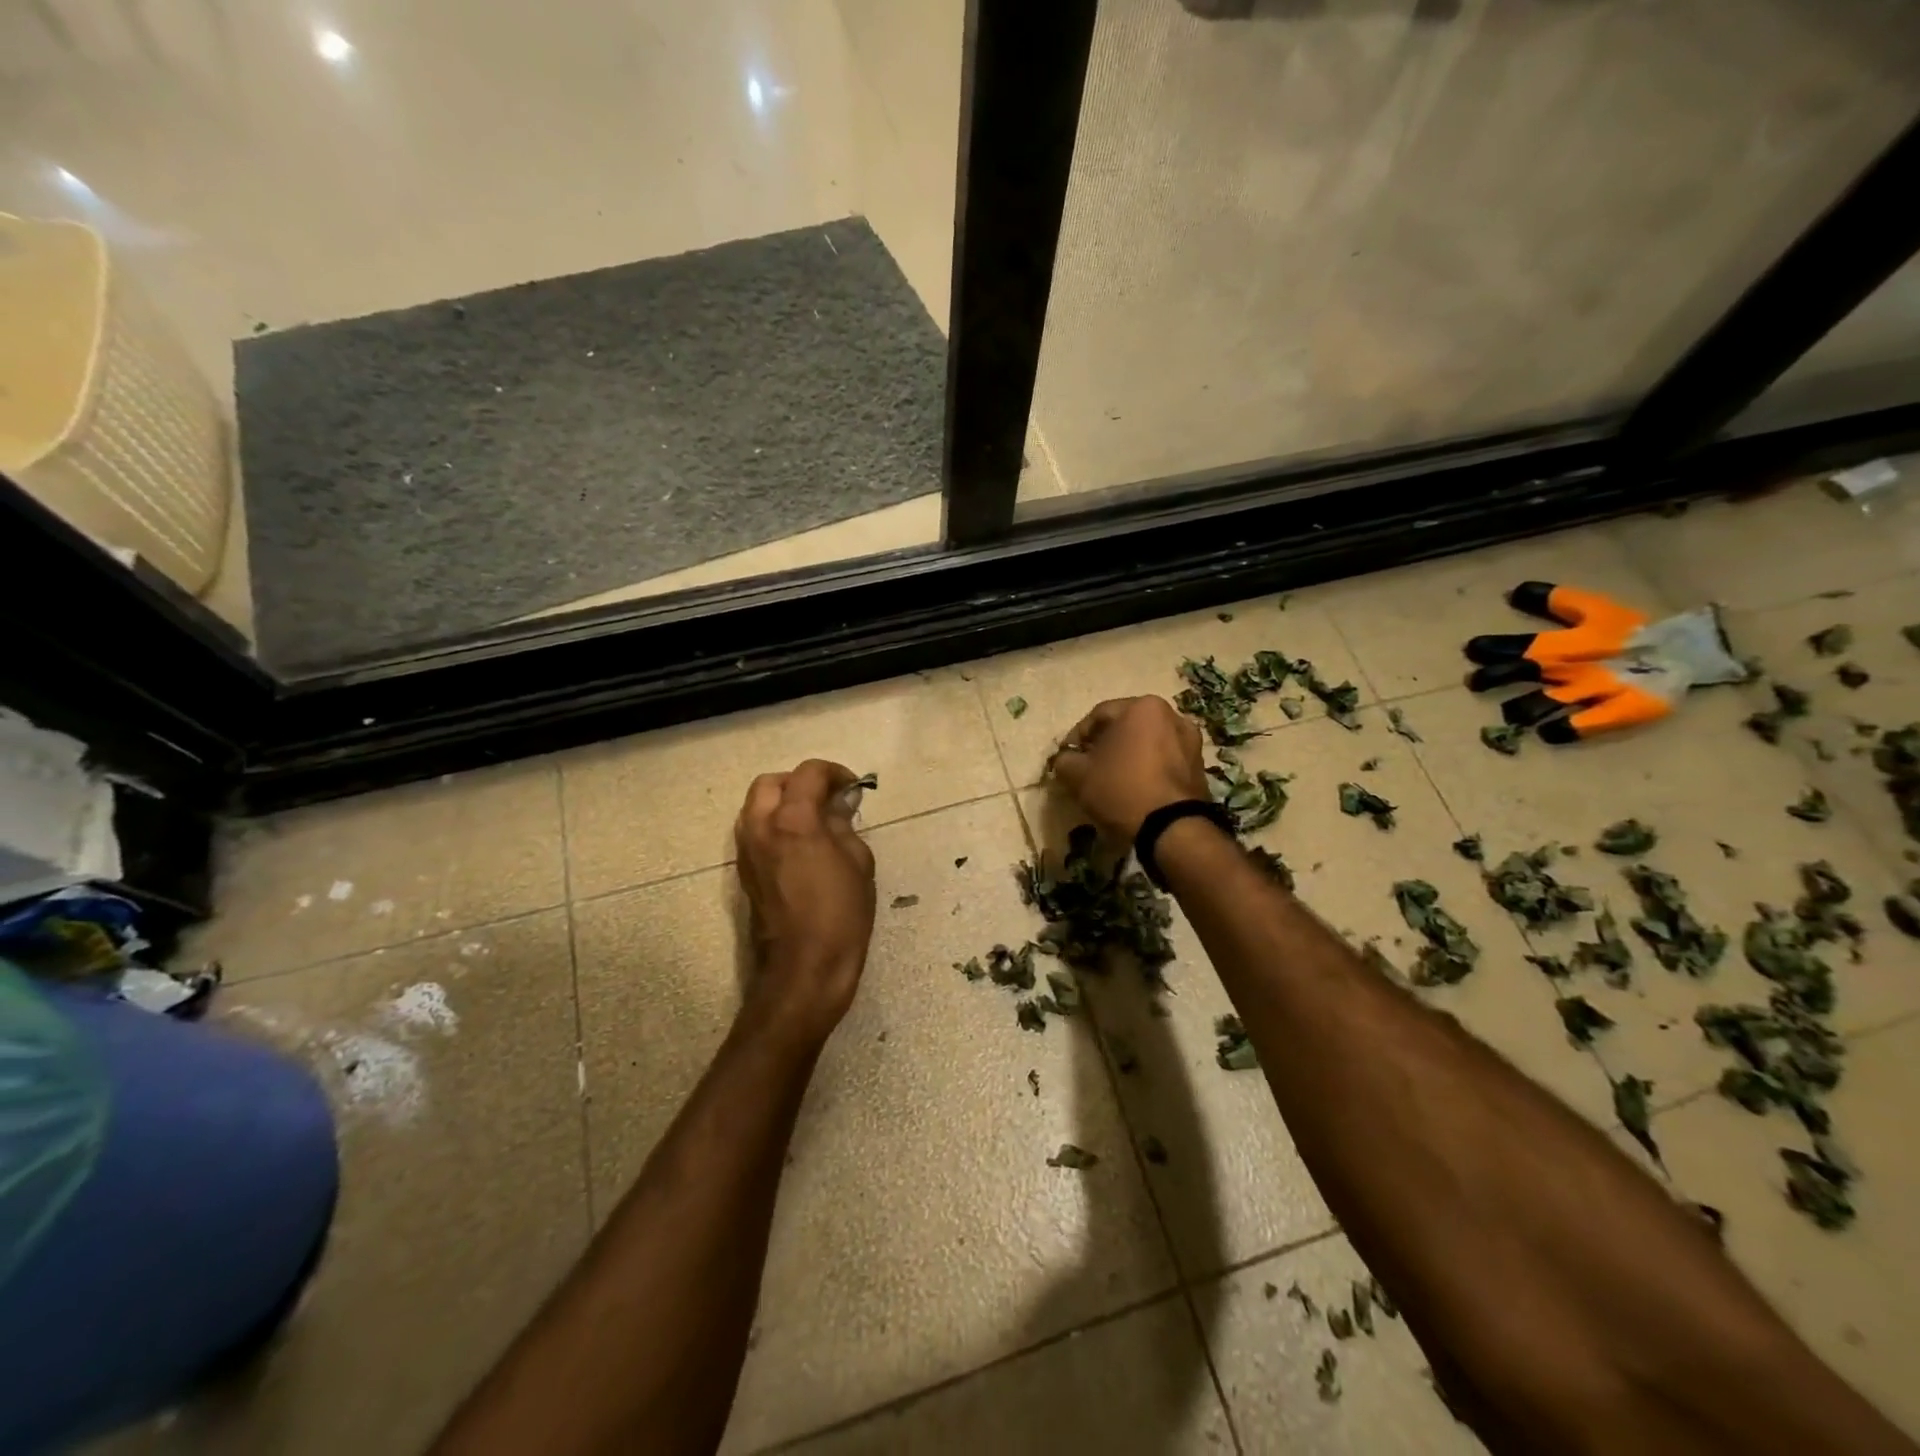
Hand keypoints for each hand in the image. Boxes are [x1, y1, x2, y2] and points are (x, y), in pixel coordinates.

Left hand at [734, 759, 876, 1043]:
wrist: (803, 970)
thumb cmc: (841, 916)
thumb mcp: (859, 864)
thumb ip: (844, 826)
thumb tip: (837, 806)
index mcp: (794, 821)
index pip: (808, 773)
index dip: (834, 773)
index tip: (853, 788)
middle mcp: (761, 828)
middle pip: (770, 782)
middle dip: (799, 782)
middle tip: (827, 799)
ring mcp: (746, 851)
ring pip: (755, 806)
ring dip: (782, 802)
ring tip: (813, 821)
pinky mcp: (743, 872)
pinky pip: (753, 831)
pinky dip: (773, 825)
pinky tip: (799, 846)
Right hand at [1050, 696, 1208, 841]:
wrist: (1172, 828)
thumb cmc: (1122, 789)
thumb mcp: (1079, 775)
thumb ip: (1064, 760)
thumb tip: (1065, 759)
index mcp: (1143, 707)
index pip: (1099, 715)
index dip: (1077, 736)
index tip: (1066, 757)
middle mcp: (1172, 715)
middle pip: (1126, 727)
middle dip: (1104, 745)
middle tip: (1087, 767)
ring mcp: (1190, 741)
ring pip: (1146, 743)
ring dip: (1127, 756)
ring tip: (1111, 779)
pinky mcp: (1199, 766)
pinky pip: (1164, 760)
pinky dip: (1147, 769)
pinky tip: (1134, 789)